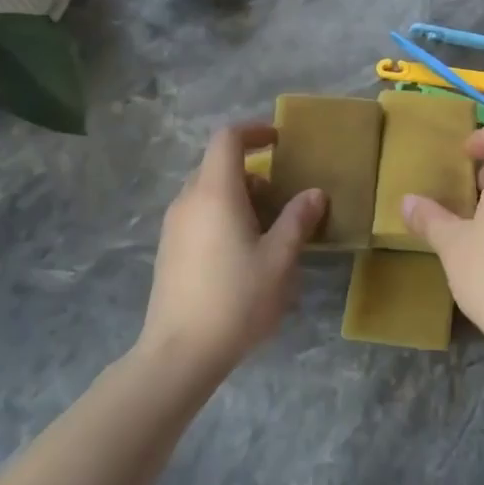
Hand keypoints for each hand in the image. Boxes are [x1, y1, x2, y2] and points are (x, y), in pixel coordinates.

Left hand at [139, 122, 325, 375]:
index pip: (227, 138)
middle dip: (253, 174)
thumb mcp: (280, 259)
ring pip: (208, 193)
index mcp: (215, 192)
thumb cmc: (236, 299)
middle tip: (283, 200)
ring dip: (240, 198)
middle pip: (218, 166)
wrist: (179, 353)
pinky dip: (223, 216)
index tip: (279, 141)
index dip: (254, 131)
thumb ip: (298, 220)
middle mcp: (188, 200)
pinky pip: (198, 215)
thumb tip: (314, 193)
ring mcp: (173, 226)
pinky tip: (243, 254)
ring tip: (268, 231)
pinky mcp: (169, 251)